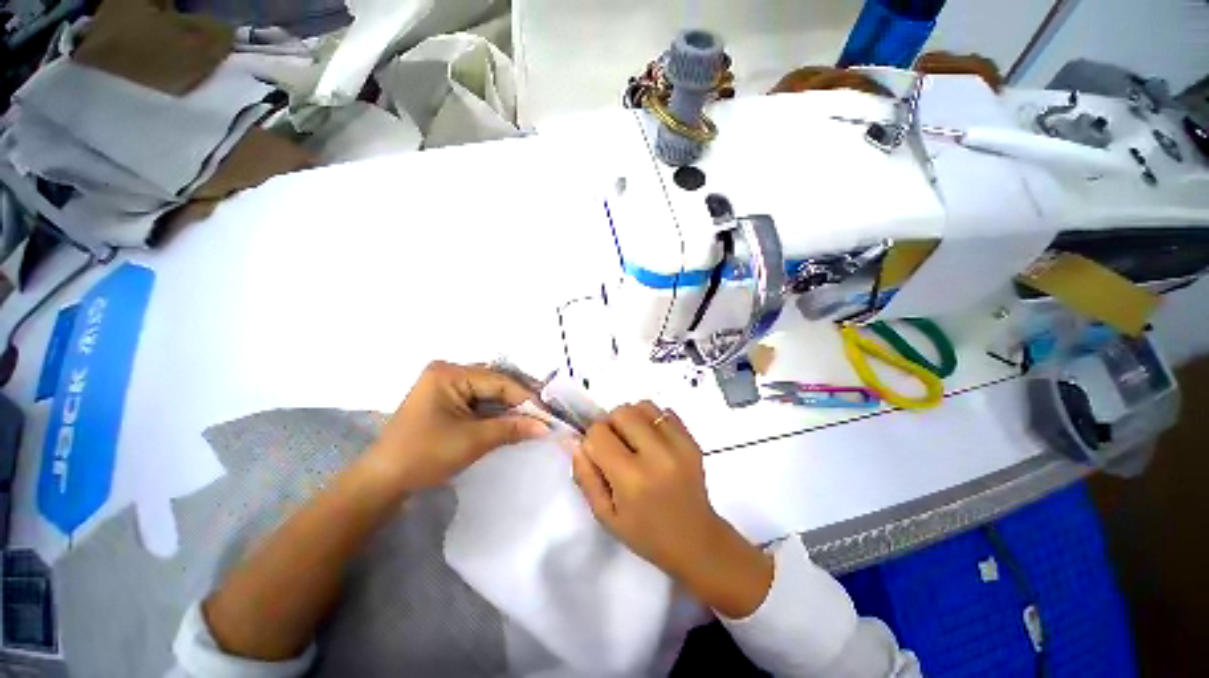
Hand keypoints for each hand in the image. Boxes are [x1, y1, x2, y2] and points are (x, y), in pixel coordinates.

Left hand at [365, 361, 547, 494]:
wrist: (383, 481)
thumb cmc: (424, 455)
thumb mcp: (473, 440)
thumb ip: (512, 428)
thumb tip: (546, 426)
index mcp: (449, 373)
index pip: (499, 380)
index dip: (526, 397)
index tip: (548, 414)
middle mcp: (448, 371)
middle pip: (495, 382)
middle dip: (519, 399)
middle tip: (544, 414)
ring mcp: (446, 384)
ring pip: (489, 391)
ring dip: (510, 405)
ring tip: (533, 417)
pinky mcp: (446, 399)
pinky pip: (479, 399)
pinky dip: (496, 410)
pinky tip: (512, 419)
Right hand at [571, 402, 772, 617]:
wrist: (696, 540)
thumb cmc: (645, 533)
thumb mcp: (605, 515)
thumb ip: (585, 476)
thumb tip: (575, 441)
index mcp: (632, 479)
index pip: (599, 433)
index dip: (592, 441)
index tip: (598, 455)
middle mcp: (657, 455)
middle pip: (621, 412)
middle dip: (610, 424)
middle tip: (615, 445)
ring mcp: (679, 444)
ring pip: (643, 405)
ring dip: (631, 418)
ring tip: (635, 440)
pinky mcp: (692, 440)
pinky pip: (664, 411)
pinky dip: (652, 420)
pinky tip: (654, 442)